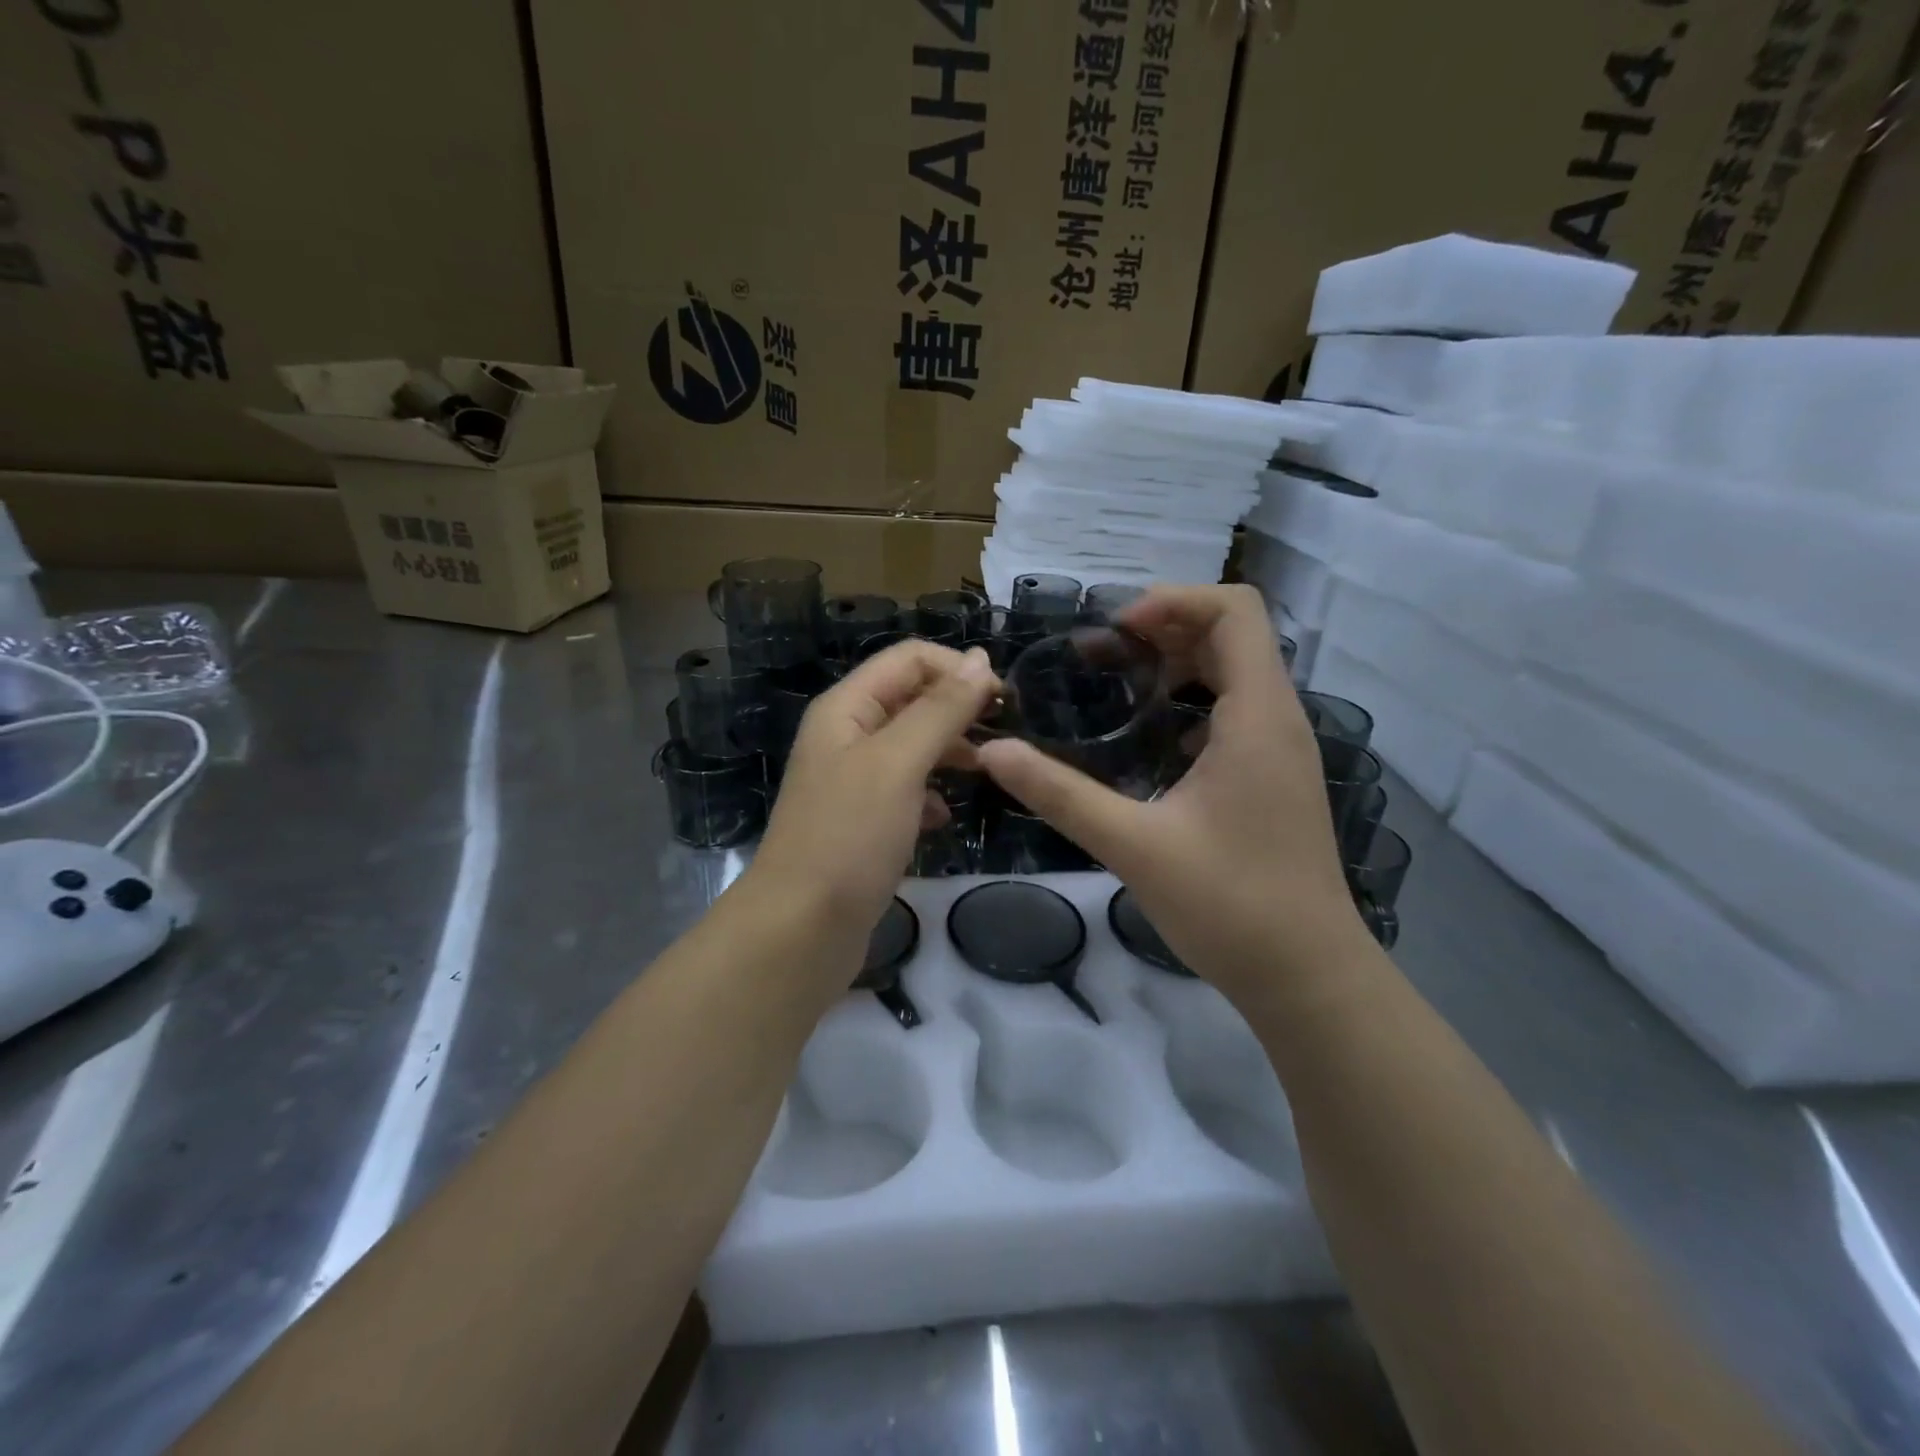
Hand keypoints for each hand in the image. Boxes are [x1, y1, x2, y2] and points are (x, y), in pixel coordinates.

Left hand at [749, 641, 997, 967]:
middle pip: (911, 699)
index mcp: (846, 708)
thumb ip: (941, 710)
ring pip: (912, 746)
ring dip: (949, 751)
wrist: (800, 930)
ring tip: (985, 772)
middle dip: (957, 710)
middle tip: (1003, 736)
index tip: (1003, 699)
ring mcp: (852, 781)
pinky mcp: (862, 822)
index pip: (909, 659)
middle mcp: (846, 736)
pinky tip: (942, 818)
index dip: (958, 669)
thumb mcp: (899, 763)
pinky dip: (930, 795)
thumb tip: (981, 660)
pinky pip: (905, 790)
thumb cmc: (849, 837)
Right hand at [975, 585, 1370, 1007]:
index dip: (1173, 601)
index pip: (1234, 610)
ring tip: (1120, 686)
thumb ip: (1060, 794)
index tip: (1115, 631)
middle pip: (1233, 635)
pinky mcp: (1275, 778)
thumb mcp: (1133, 845)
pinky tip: (1152, 742)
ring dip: (1179, 665)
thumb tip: (995, 752)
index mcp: (1256, 716)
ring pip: (1237, 674)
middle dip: (1166, 629)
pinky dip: (1193, 703)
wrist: (1308, 976)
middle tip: (1102, 655)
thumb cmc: (1230, 905)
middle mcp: (1278, 719)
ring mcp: (1281, 750)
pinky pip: (1237, 712)